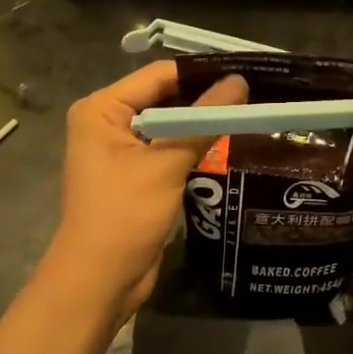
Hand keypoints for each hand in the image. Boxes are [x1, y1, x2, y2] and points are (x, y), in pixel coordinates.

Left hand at [43, 61, 247, 320]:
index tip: (246, 72)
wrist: (98, 282)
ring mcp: (120, 150)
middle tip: (254, 93)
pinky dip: (194, 146)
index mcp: (102, 109)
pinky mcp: (135, 174)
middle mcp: (107, 122)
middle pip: (164, 97)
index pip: (159, 75)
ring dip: (202, 122)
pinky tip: (228, 143)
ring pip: (169, 124)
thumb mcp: (167, 164)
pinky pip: (168, 148)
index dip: (202, 72)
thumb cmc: (124, 215)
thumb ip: (204, 121)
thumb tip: (241, 82)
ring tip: (249, 113)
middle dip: (205, 97)